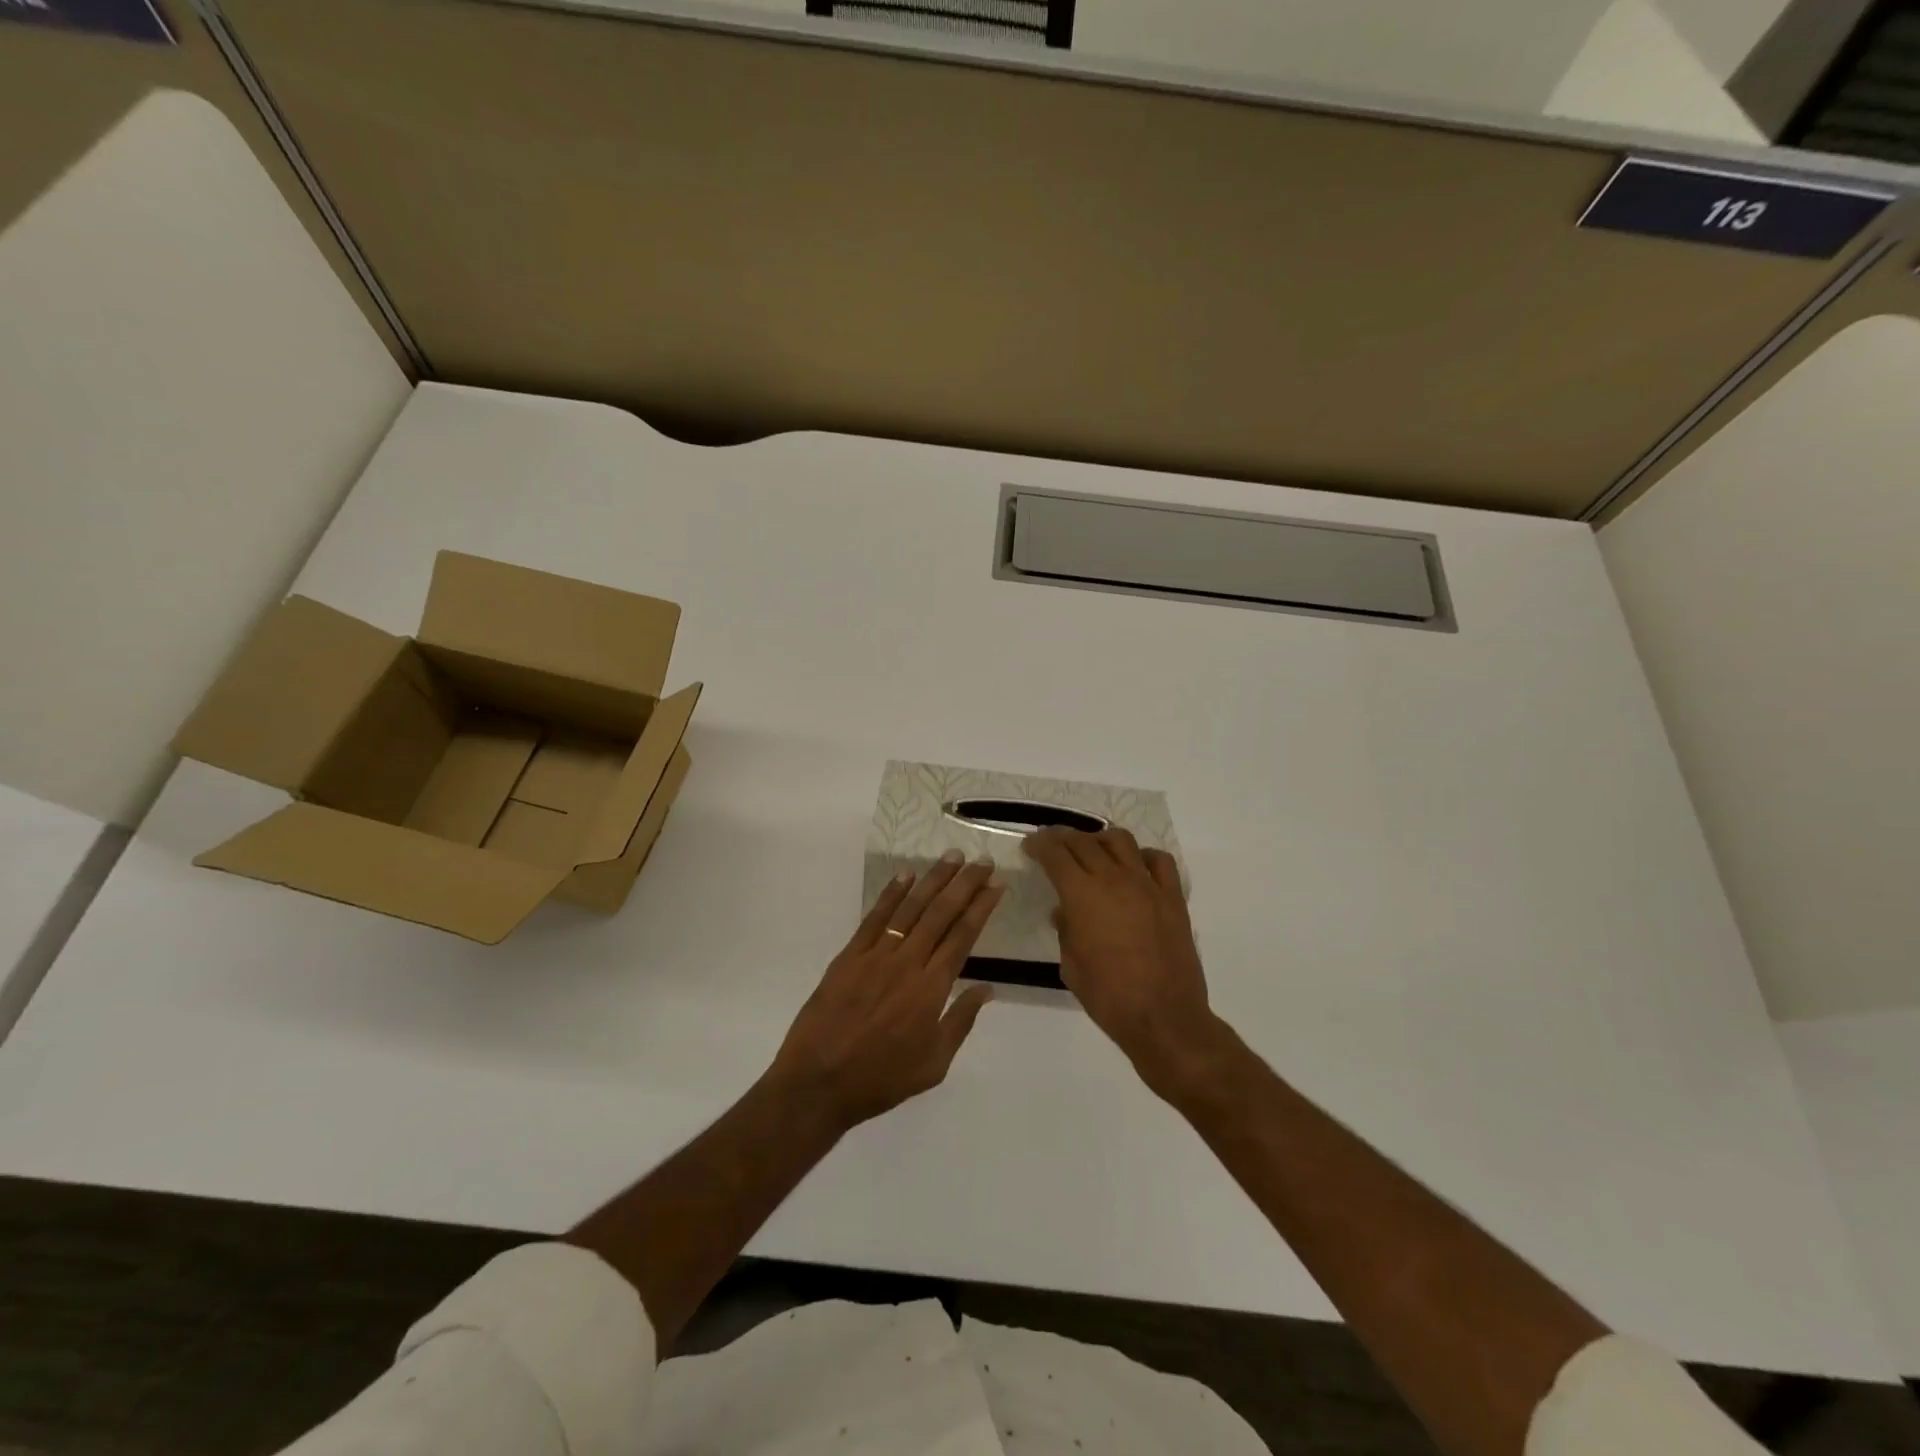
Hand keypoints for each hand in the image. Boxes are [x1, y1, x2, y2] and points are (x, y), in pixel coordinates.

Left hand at [769, 852, 1002, 1131]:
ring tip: (951, 857)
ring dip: (933, 880)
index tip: (996, 885)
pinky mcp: (849, 956)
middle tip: (982, 861)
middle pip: (941, 914)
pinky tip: (905, 876)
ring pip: (910, 908)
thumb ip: (961, 1022)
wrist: (818, 1083)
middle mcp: (907, 963)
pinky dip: (891, 894)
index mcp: (931, 990)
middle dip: (964, 884)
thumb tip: (988, 989)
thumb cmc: (881, 1079)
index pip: (963, 937)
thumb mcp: (933, 1065)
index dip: (981, 908)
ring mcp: (876, 956)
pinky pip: (874, 918)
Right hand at [1023, 828, 1222, 1097]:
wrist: (1163, 1018)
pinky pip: (1159, 860)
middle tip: (1052, 843)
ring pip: (1121, 840)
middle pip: (1084, 842)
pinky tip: (1134, 867)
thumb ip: (1065, 930)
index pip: (1056, 854)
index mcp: (1082, 895)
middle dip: (1063, 838)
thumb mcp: (1071, 965)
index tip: (1030, 845)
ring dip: (1100, 839)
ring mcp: (1147, 885)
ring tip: (1092, 849)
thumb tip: (1064, 911)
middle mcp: (1114, 879)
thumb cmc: (1108, 997)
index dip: (1039, 845)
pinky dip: (1142, 856)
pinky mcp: (1172, 897)